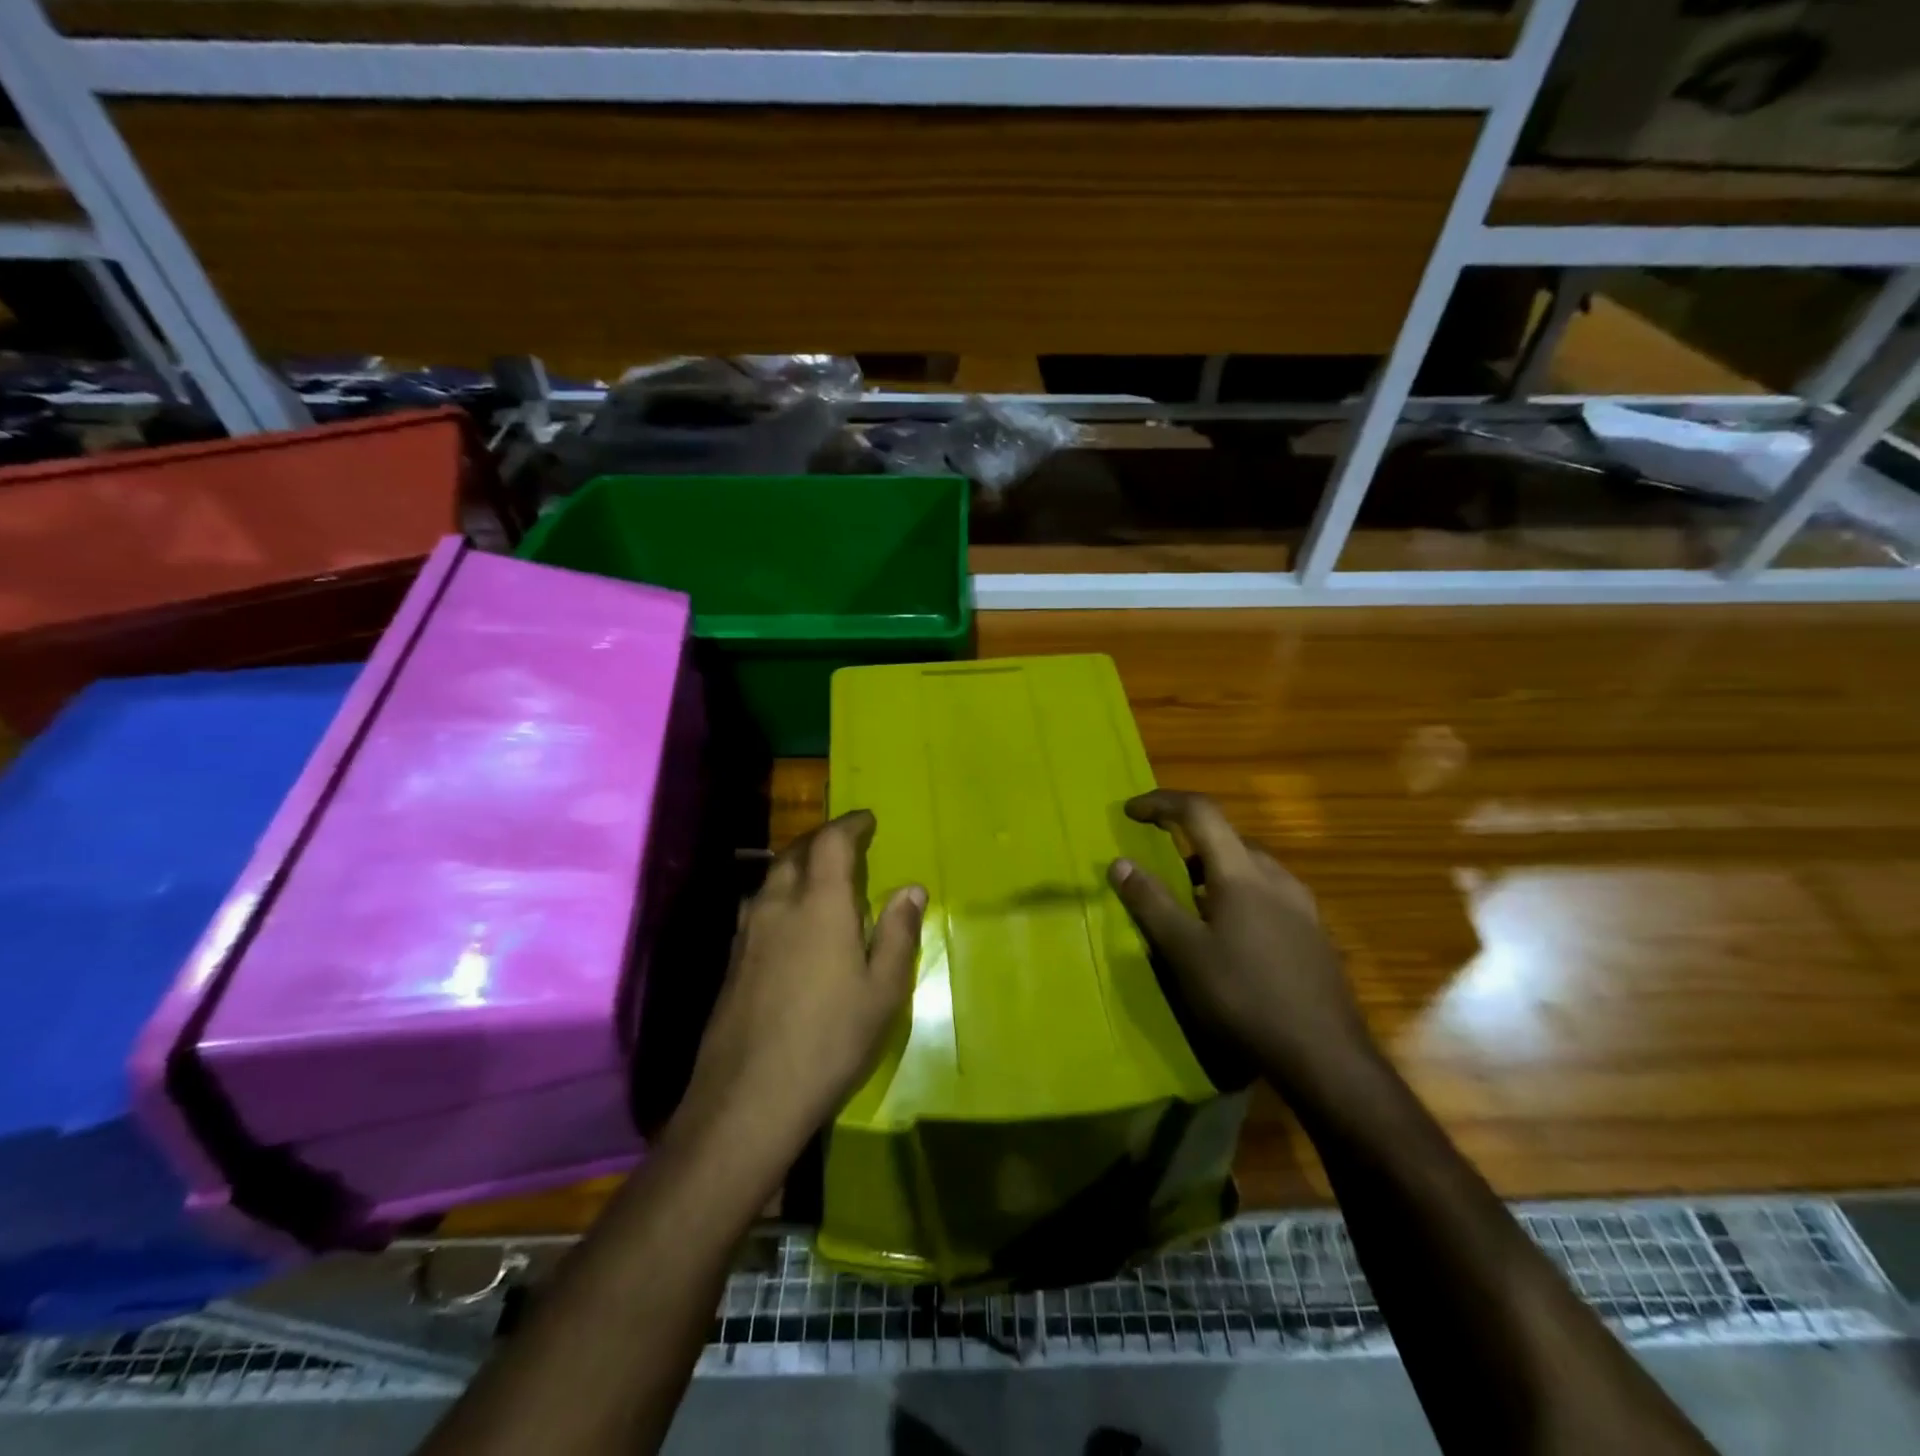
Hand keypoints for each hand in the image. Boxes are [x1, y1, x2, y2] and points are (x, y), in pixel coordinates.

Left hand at [672, 811, 924, 1164]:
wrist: (748, 1097)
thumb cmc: (830, 1040)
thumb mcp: (882, 991)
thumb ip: (897, 933)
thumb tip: (911, 889)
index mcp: (819, 904)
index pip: (831, 842)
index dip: (851, 824)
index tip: (868, 819)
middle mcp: (778, 905)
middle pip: (795, 852)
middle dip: (822, 838)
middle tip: (846, 841)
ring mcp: (748, 932)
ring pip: (772, 877)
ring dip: (797, 862)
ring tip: (819, 873)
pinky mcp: (733, 960)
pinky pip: (759, 905)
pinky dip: (780, 892)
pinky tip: (791, 918)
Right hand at [1109, 790, 1373, 1098]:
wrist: (1324, 1056)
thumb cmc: (1244, 996)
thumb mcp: (1184, 951)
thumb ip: (1150, 902)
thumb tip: (1119, 862)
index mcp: (1242, 871)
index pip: (1200, 812)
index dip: (1161, 803)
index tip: (1129, 812)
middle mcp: (1276, 876)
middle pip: (1226, 837)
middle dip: (1186, 839)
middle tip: (1157, 865)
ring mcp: (1301, 904)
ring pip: (1249, 866)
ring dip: (1212, 869)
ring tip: (1188, 903)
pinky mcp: (1313, 932)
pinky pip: (1266, 893)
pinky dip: (1236, 893)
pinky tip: (1229, 935)